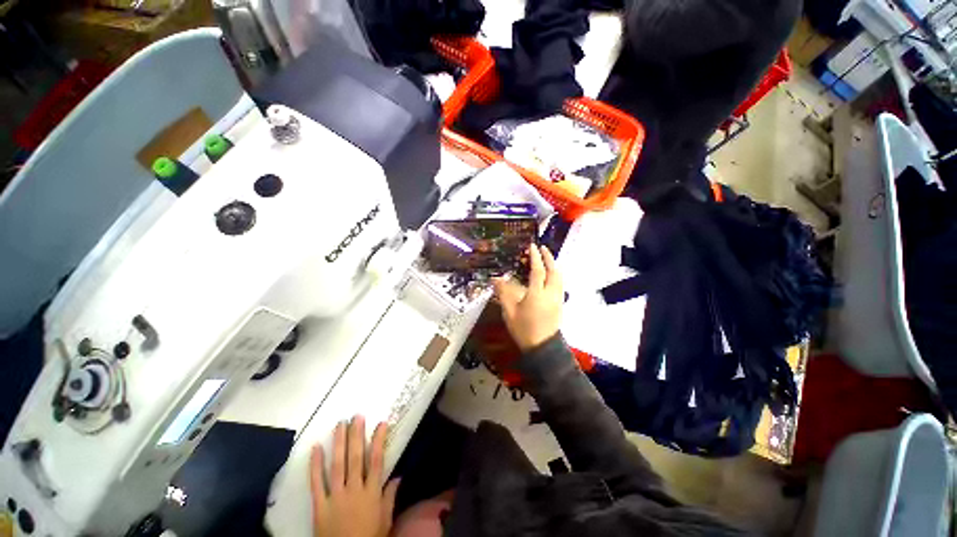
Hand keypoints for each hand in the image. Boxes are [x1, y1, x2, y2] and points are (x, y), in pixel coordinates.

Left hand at [310, 416, 399, 536]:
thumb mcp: (385, 520)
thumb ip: (390, 497)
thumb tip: (398, 476)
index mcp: (372, 492)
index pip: (376, 461)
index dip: (379, 440)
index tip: (381, 423)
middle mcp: (354, 490)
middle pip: (355, 458)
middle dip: (356, 435)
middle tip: (356, 416)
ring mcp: (336, 497)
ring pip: (337, 465)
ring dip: (338, 443)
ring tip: (339, 424)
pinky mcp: (320, 506)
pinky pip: (316, 483)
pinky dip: (315, 465)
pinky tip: (315, 448)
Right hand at [493, 245, 563, 351]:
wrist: (542, 348)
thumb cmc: (524, 330)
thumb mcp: (509, 312)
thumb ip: (503, 294)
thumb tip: (495, 279)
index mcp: (537, 294)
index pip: (538, 270)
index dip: (535, 257)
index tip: (533, 246)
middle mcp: (550, 293)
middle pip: (554, 271)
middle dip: (549, 258)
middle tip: (543, 248)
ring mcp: (558, 299)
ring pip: (559, 277)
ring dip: (554, 266)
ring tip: (547, 259)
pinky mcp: (560, 304)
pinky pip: (560, 284)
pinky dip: (556, 275)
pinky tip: (550, 276)